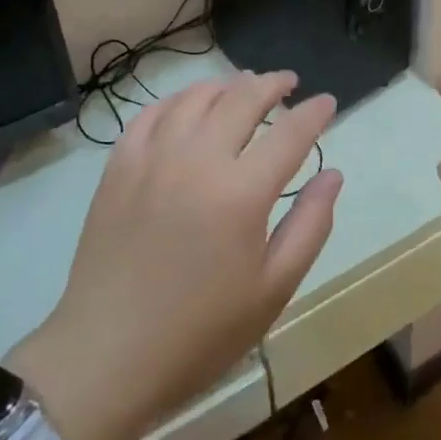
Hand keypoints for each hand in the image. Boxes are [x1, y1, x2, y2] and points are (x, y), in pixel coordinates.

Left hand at [14, 73, 342, 439]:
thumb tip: (333, 174)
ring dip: (227, 85)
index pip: (290, 132)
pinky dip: (177, 100)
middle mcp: (198, 159)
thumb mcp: (273, 289)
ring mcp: (152, 157)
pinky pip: (151, 113)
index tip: (327, 102)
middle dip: (273, 84)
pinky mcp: (118, 166)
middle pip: (243, 99)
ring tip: (243, 87)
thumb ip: (310, 225)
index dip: (314, 112)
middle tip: (289, 83)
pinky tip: (188, 106)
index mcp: (241, 192)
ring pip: (196, 97)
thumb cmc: (201, 333)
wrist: (107, 356)